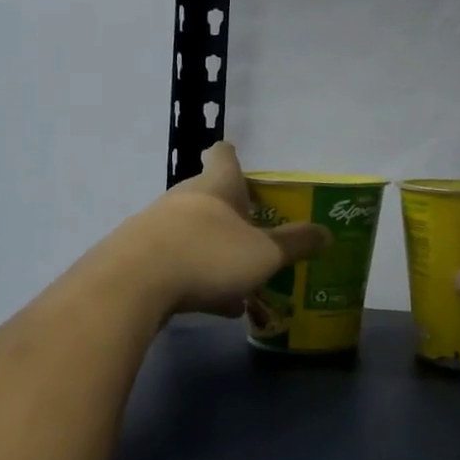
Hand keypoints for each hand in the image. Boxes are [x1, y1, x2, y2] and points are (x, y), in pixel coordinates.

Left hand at [121, 142, 329, 318]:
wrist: (131, 285)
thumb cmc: (208, 255)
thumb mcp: (264, 254)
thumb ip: (296, 244)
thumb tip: (328, 234)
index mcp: (217, 186)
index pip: (223, 155)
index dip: (232, 156)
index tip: (238, 161)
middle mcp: (184, 198)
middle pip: (208, 194)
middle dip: (230, 213)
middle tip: (254, 234)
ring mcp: (155, 225)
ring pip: (191, 230)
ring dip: (214, 249)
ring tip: (240, 280)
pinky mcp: (136, 256)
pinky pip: (175, 260)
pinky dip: (195, 275)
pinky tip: (213, 304)